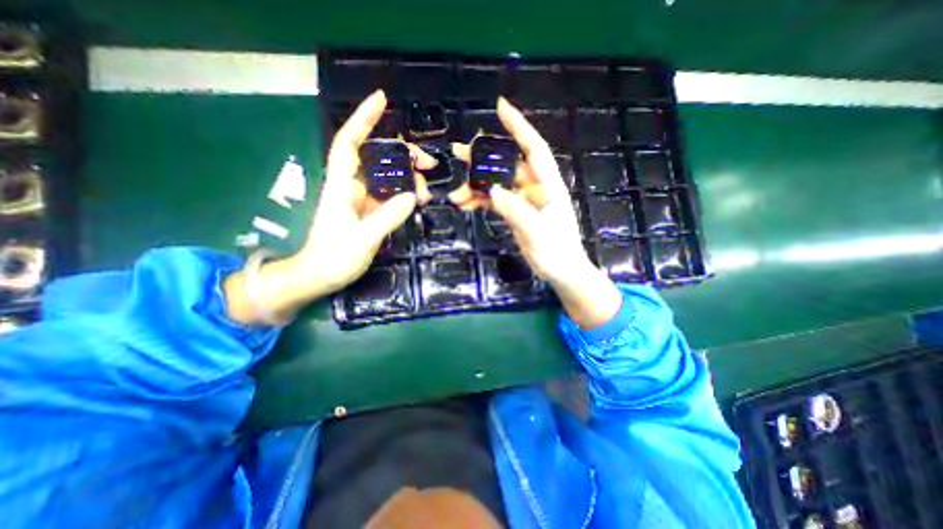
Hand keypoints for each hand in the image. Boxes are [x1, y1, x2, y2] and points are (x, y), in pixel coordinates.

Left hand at [297, 90, 437, 298]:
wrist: (320, 275)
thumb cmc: (334, 257)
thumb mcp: (364, 239)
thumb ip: (388, 217)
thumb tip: (412, 196)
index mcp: (342, 186)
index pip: (350, 143)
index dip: (363, 119)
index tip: (381, 100)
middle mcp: (351, 186)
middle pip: (377, 158)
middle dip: (403, 155)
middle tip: (428, 165)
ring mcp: (361, 199)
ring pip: (387, 176)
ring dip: (408, 177)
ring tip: (427, 191)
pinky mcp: (368, 211)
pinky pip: (389, 194)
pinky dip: (405, 193)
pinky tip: (418, 200)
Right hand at [453, 98, 624, 325]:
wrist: (562, 272)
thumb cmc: (558, 253)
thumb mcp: (538, 233)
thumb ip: (517, 211)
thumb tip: (492, 190)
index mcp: (548, 186)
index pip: (534, 149)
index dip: (519, 127)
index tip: (501, 107)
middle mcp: (536, 188)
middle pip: (508, 165)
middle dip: (483, 159)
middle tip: (457, 153)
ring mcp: (525, 201)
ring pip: (497, 185)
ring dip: (476, 188)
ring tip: (455, 196)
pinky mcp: (516, 213)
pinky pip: (495, 201)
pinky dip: (480, 202)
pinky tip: (465, 206)